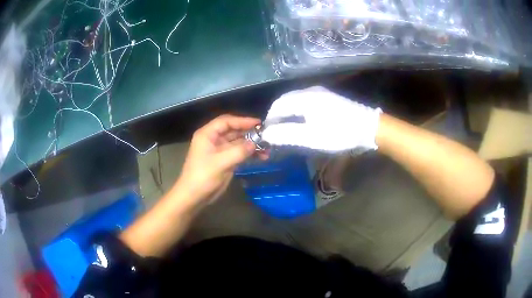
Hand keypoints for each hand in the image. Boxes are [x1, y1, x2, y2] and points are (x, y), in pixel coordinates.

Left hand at [173, 115, 261, 206]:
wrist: (194, 196)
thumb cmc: (203, 177)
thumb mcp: (220, 163)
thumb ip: (239, 151)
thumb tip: (254, 144)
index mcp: (207, 134)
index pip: (226, 121)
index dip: (242, 121)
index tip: (258, 123)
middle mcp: (213, 139)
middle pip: (233, 131)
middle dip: (249, 133)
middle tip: (266, 136)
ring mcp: (219, 151)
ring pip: (238, 142)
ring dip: (251, 145)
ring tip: (266, 149)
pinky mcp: (225, 161)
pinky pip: (239, 153)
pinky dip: (249, 154)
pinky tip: (261, 156)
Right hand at [262, 86, 381, 151]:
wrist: (369, 127)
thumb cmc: (339, 133)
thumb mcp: (311, 137)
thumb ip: (287, 134)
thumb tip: (267, 133)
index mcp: (304, 98)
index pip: (278, 105)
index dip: (270, 118)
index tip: (267, 132)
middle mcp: (311, 91)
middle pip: (286, 100)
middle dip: (278, 115)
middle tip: (275, 132)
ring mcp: (321, 93)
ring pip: (296, 100)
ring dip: (288, 113)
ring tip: (286, 128)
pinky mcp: (328, 98)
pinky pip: (306, 102)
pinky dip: (298, 111)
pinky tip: (302, 122)